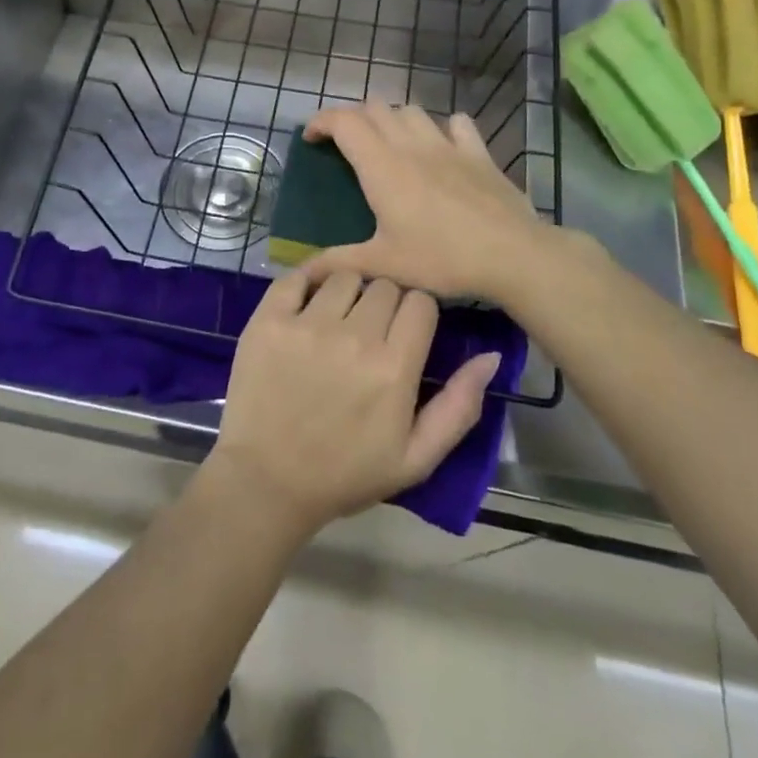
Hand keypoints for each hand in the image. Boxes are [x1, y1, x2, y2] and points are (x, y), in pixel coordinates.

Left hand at [204, 269, 500, 541]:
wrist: (267, 482)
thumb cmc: (345, 473)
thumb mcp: (416, 458)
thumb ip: (460, 407)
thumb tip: (491, 357)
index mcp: (394, 368)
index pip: (421, 301)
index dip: (417, 313)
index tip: (406, 332)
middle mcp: (353, 337)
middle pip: (384, 285)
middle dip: (385, 302)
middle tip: (371, 331)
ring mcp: (306, 324)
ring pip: (344, 276)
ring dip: (348, 292)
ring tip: (337, 321)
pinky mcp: (268, 320)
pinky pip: (296, 276)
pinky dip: (306, 282)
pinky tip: (307, 303)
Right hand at [299, 103, 554, 305]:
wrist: (512, 254)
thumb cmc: (441, 258)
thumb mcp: (384, 265)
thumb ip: (338, 263)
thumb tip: (301, 273)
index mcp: (381, 166)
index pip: (343, 122)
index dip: (321, 122)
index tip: (311, 139)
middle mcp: (410, 145)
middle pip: (374, 108)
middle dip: (353, 119)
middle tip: (346, 146)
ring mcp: (447, 144)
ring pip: (411, 110)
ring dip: (393, 119)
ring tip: (389, 143)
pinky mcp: (478, 152)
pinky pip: (457, 123)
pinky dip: (442, 128)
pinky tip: (442, 146)